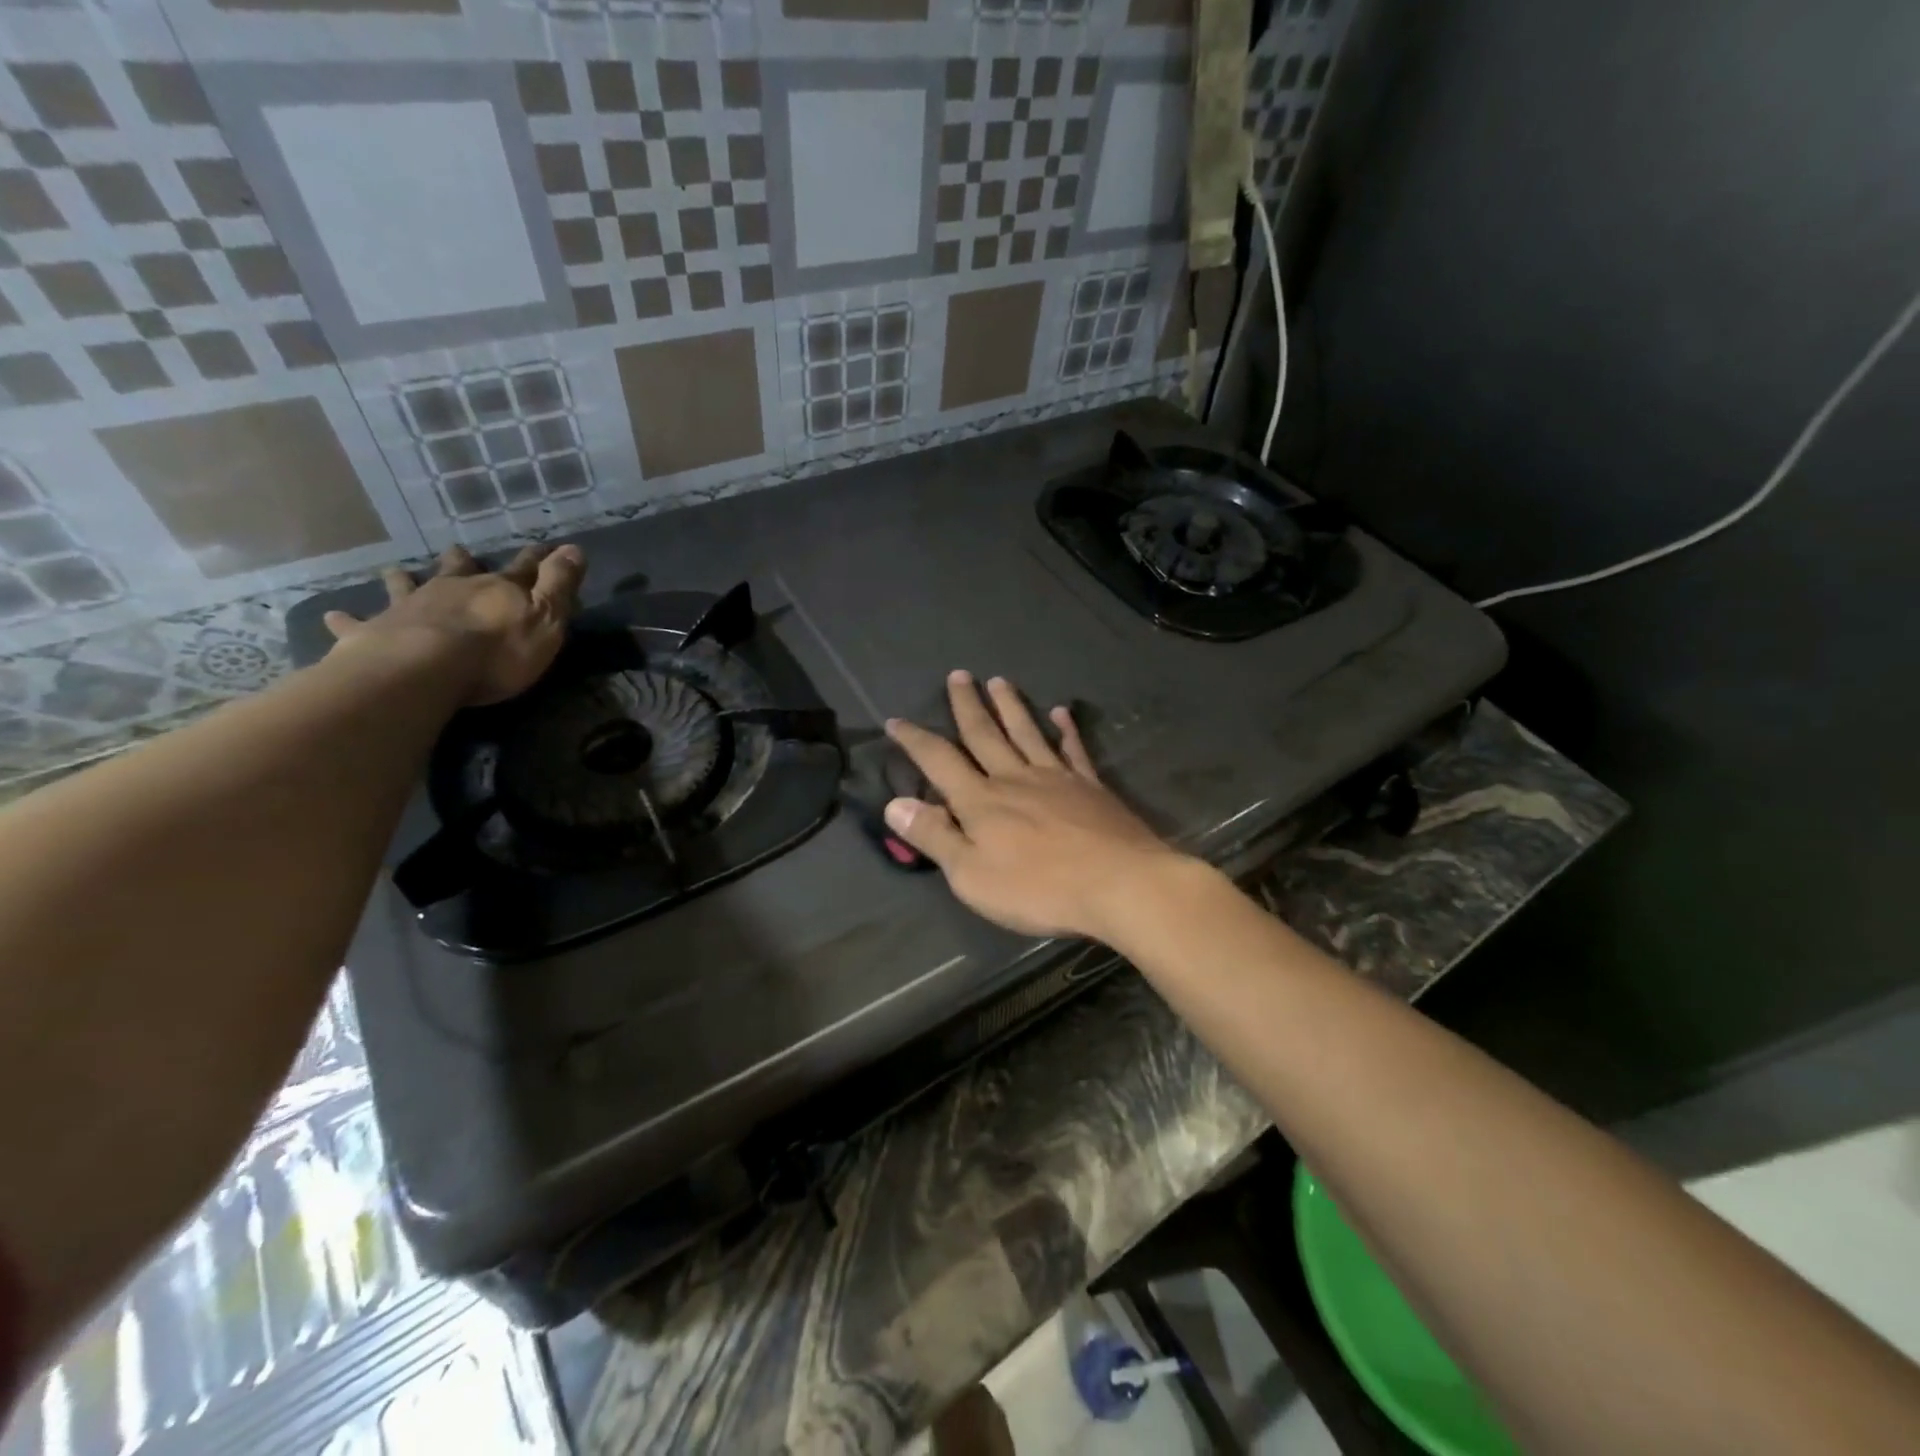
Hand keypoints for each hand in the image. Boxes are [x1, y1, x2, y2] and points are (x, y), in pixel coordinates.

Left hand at [323, 543, 584, 704]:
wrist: (424, 669)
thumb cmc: (497, 651)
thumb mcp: (546, 618)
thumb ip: (560, 585)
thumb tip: (575, 547)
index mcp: (496, 589)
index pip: (524, 568)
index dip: (537, 558)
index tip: (546, 547)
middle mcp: (452, 589)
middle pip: (458, 569)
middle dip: (462, 561)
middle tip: (458, 551)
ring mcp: (409, 607)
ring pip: (407, 586)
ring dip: (404, 579)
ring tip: (396, 571)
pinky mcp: (373, 632)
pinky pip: (356, 624)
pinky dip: (346, 620)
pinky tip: (332, 616)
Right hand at [884, 670, 1191, 941]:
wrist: (1118, 884)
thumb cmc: (1038, 889)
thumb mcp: (971, 875)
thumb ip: (934, 836)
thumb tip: (894, 803)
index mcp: (981, 801)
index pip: (939, 761)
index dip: (915, 740)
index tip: (896, 720)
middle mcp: (1014, 778)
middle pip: (985, 734)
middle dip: (967, 705)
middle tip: (958, 675)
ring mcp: (1056, 778)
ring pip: (1026, 732)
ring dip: (1010, 706)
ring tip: (999, 680)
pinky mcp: (1090, 787)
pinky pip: (1073, 750)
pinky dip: (1066, 729)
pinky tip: (1062, 712)